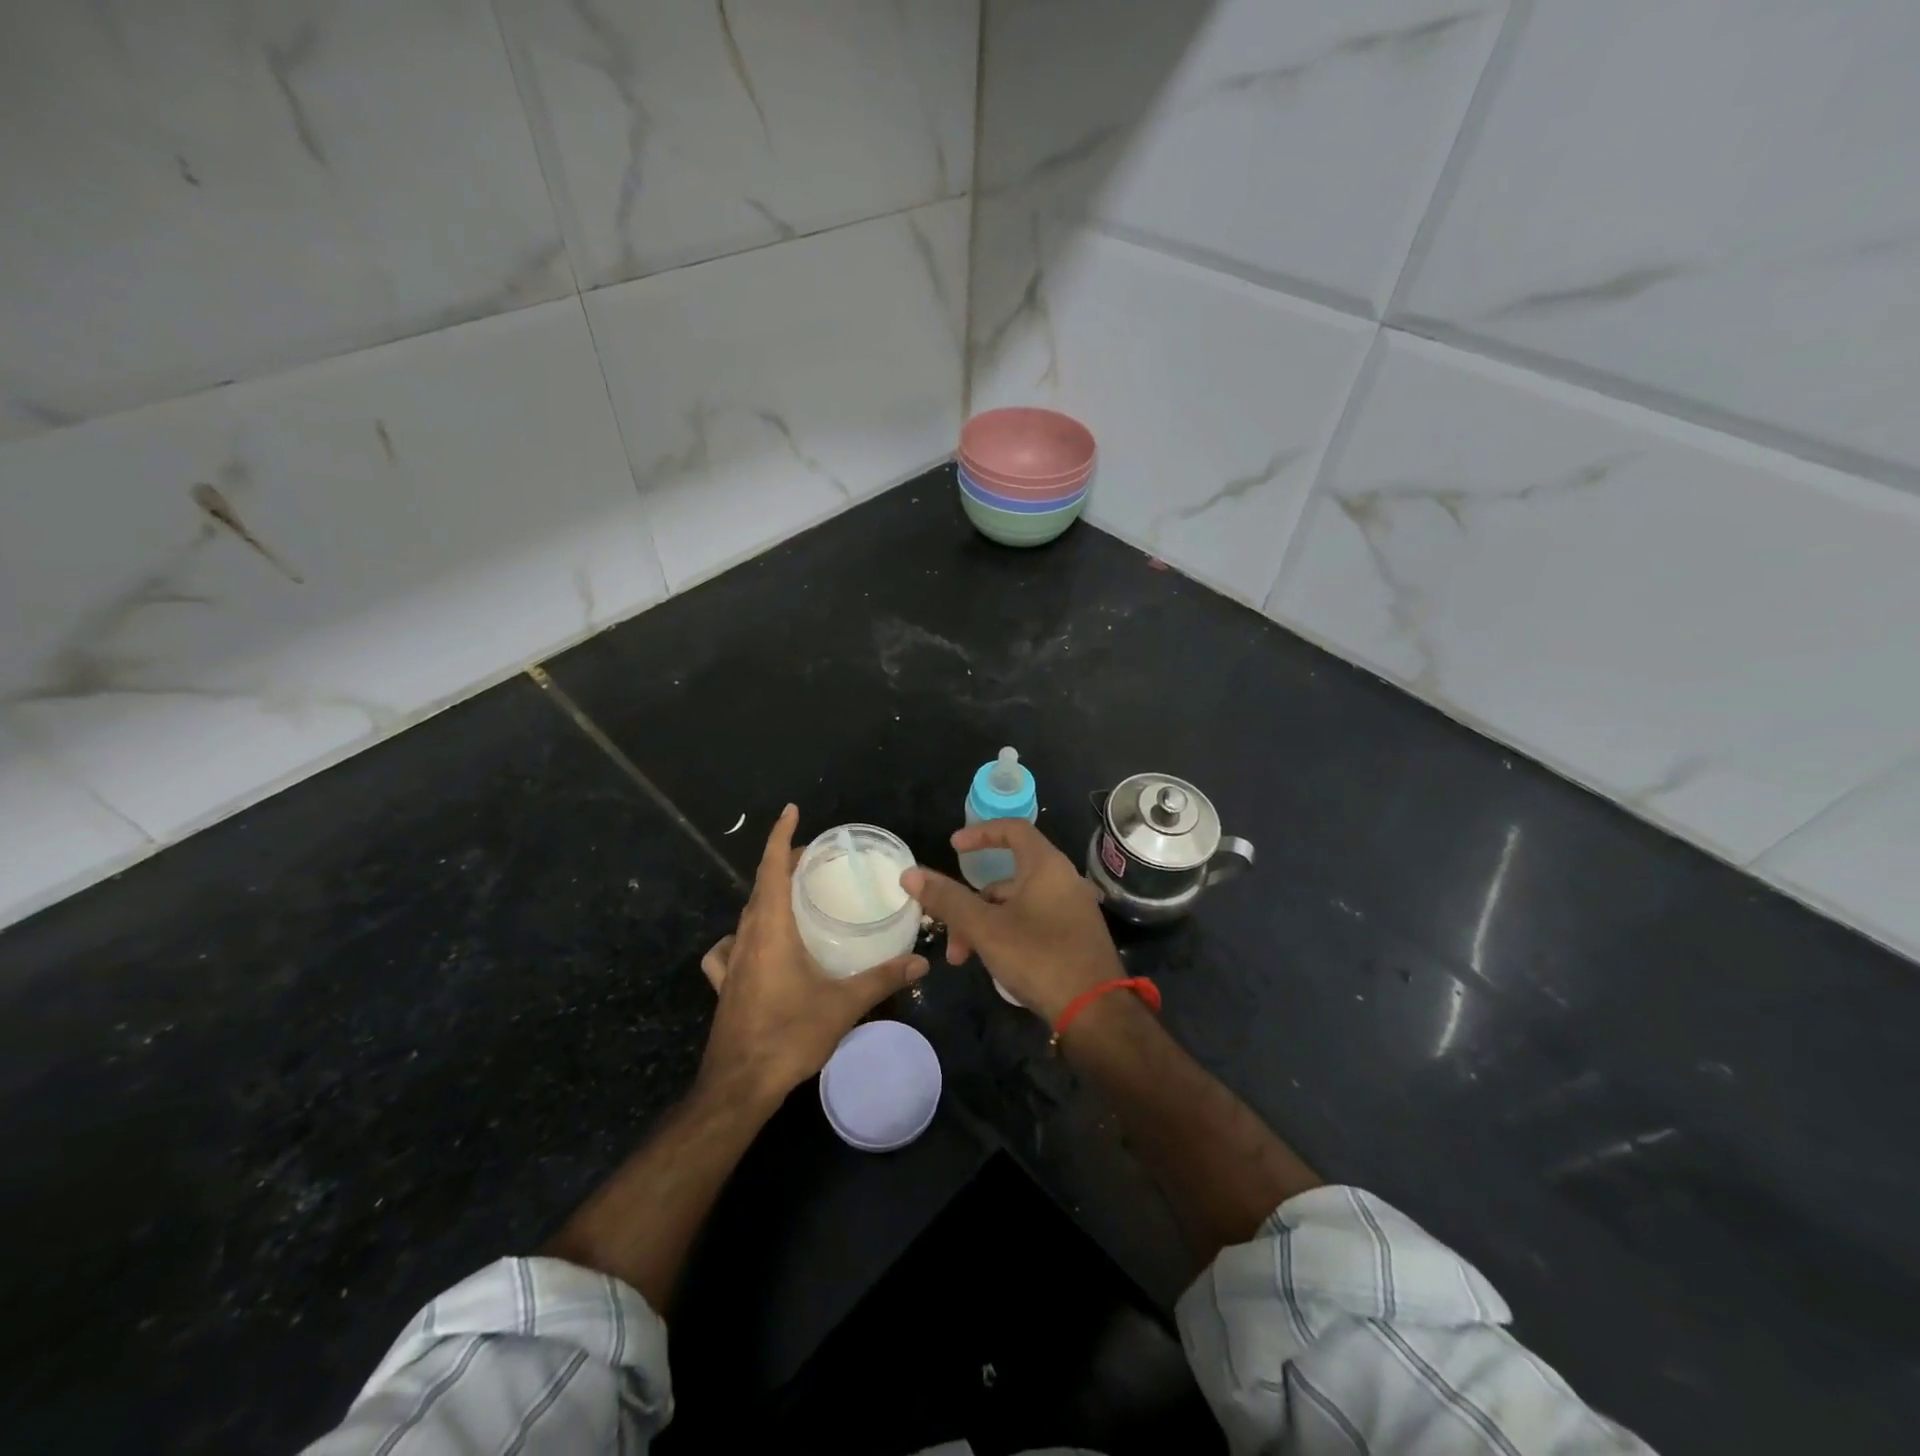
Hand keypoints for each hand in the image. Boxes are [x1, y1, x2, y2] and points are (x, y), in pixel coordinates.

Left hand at [697, 805, 928, 1109]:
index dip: (780, 837)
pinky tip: (754, 948)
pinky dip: (742, 936)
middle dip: (783, 863)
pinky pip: (729, 948)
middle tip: (815, 858)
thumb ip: (883, 979)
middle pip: (760, 886)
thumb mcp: (843, 1005)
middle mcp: (746, 938)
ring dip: (766, 896)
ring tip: (792, 897)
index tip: (791, 811)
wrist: (738, 1087)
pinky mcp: (724, 985)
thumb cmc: (788, 1036)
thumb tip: (921, 962)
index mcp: (771, 930)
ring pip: (747, 914)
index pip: (772, 869)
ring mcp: (730, 962)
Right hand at [901, 819, 1122, 1021]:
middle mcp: (1063, 880)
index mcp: (1047, 866)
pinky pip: (1033, 921)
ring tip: (964, 958)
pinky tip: (994, 963)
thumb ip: (948, 900)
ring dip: (985, 924)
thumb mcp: (985, 928)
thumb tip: (910, 874)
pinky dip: (1007, 933)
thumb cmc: (1039, 957)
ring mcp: (1072, 909)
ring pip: (1017, 904)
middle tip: (950, 932)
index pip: (1013, 830)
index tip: (954, 847)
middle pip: (1008, 876)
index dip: (981, 833)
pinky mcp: (1075, 935)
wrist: (1096, 1012)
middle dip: (971, 902)